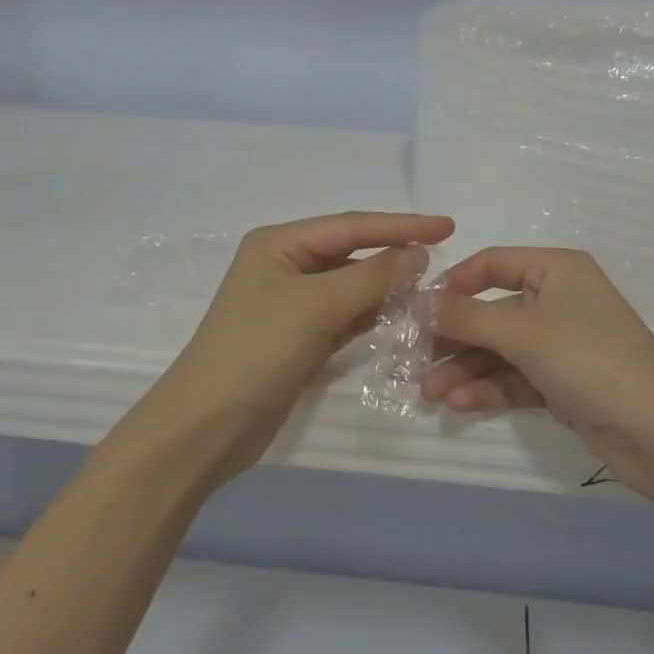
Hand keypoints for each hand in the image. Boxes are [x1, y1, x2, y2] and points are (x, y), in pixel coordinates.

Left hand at [139, 211, 453, 486]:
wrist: (206, 428)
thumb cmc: (255, 352)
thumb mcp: (316, 307)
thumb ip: (371, 277)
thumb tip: (418, 254)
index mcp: (280, 244)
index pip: (351, 226)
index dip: (401, 225)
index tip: (447, 226)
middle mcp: (287, 265)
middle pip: (353, 253)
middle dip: (395, 255)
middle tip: (445, 259)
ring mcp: (294, 303)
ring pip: (353, 286)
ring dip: (389, 287)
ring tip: (432, 288)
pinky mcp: (303, 337)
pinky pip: (348, 315)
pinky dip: (375, 314)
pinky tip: (405, 315)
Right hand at [421, 248, 653, 497]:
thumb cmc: (590, 360)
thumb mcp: (522, 332)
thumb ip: (465, 317)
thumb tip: (415, 302)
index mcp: (556, 270)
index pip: (492, 264)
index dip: (453, 283)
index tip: (416, 309)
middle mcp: (557, 300)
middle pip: (491, 311)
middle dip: (453, 337)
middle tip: (412, 360)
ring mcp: (561, 344)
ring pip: (499, 349)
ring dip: (464, 368)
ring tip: (428, 392)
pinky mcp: (563, 383)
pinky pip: (515, 378)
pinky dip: (487, 388)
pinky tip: (457, 404)